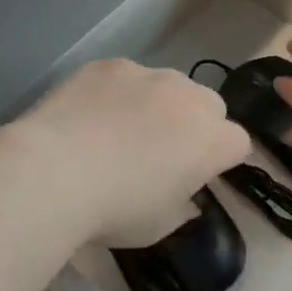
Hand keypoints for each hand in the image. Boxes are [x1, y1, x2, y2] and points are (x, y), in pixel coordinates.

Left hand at [14, 60, 250, 247]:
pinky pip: (125, 77)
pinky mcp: (109, 65)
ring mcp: (147, 74)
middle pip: (208, 105)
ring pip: (166, 85)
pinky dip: (116, 93)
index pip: (238, 143)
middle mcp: (188, 98)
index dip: (219, 159)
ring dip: (156, 104)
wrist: (54, 172)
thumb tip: (182, 195)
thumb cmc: (114, 211)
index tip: (194, 175)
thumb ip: (181, 205)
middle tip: (160, 150)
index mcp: (211, 141)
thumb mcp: (159, 225)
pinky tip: (88, 115)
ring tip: (118, 129)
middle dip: (194, 124)